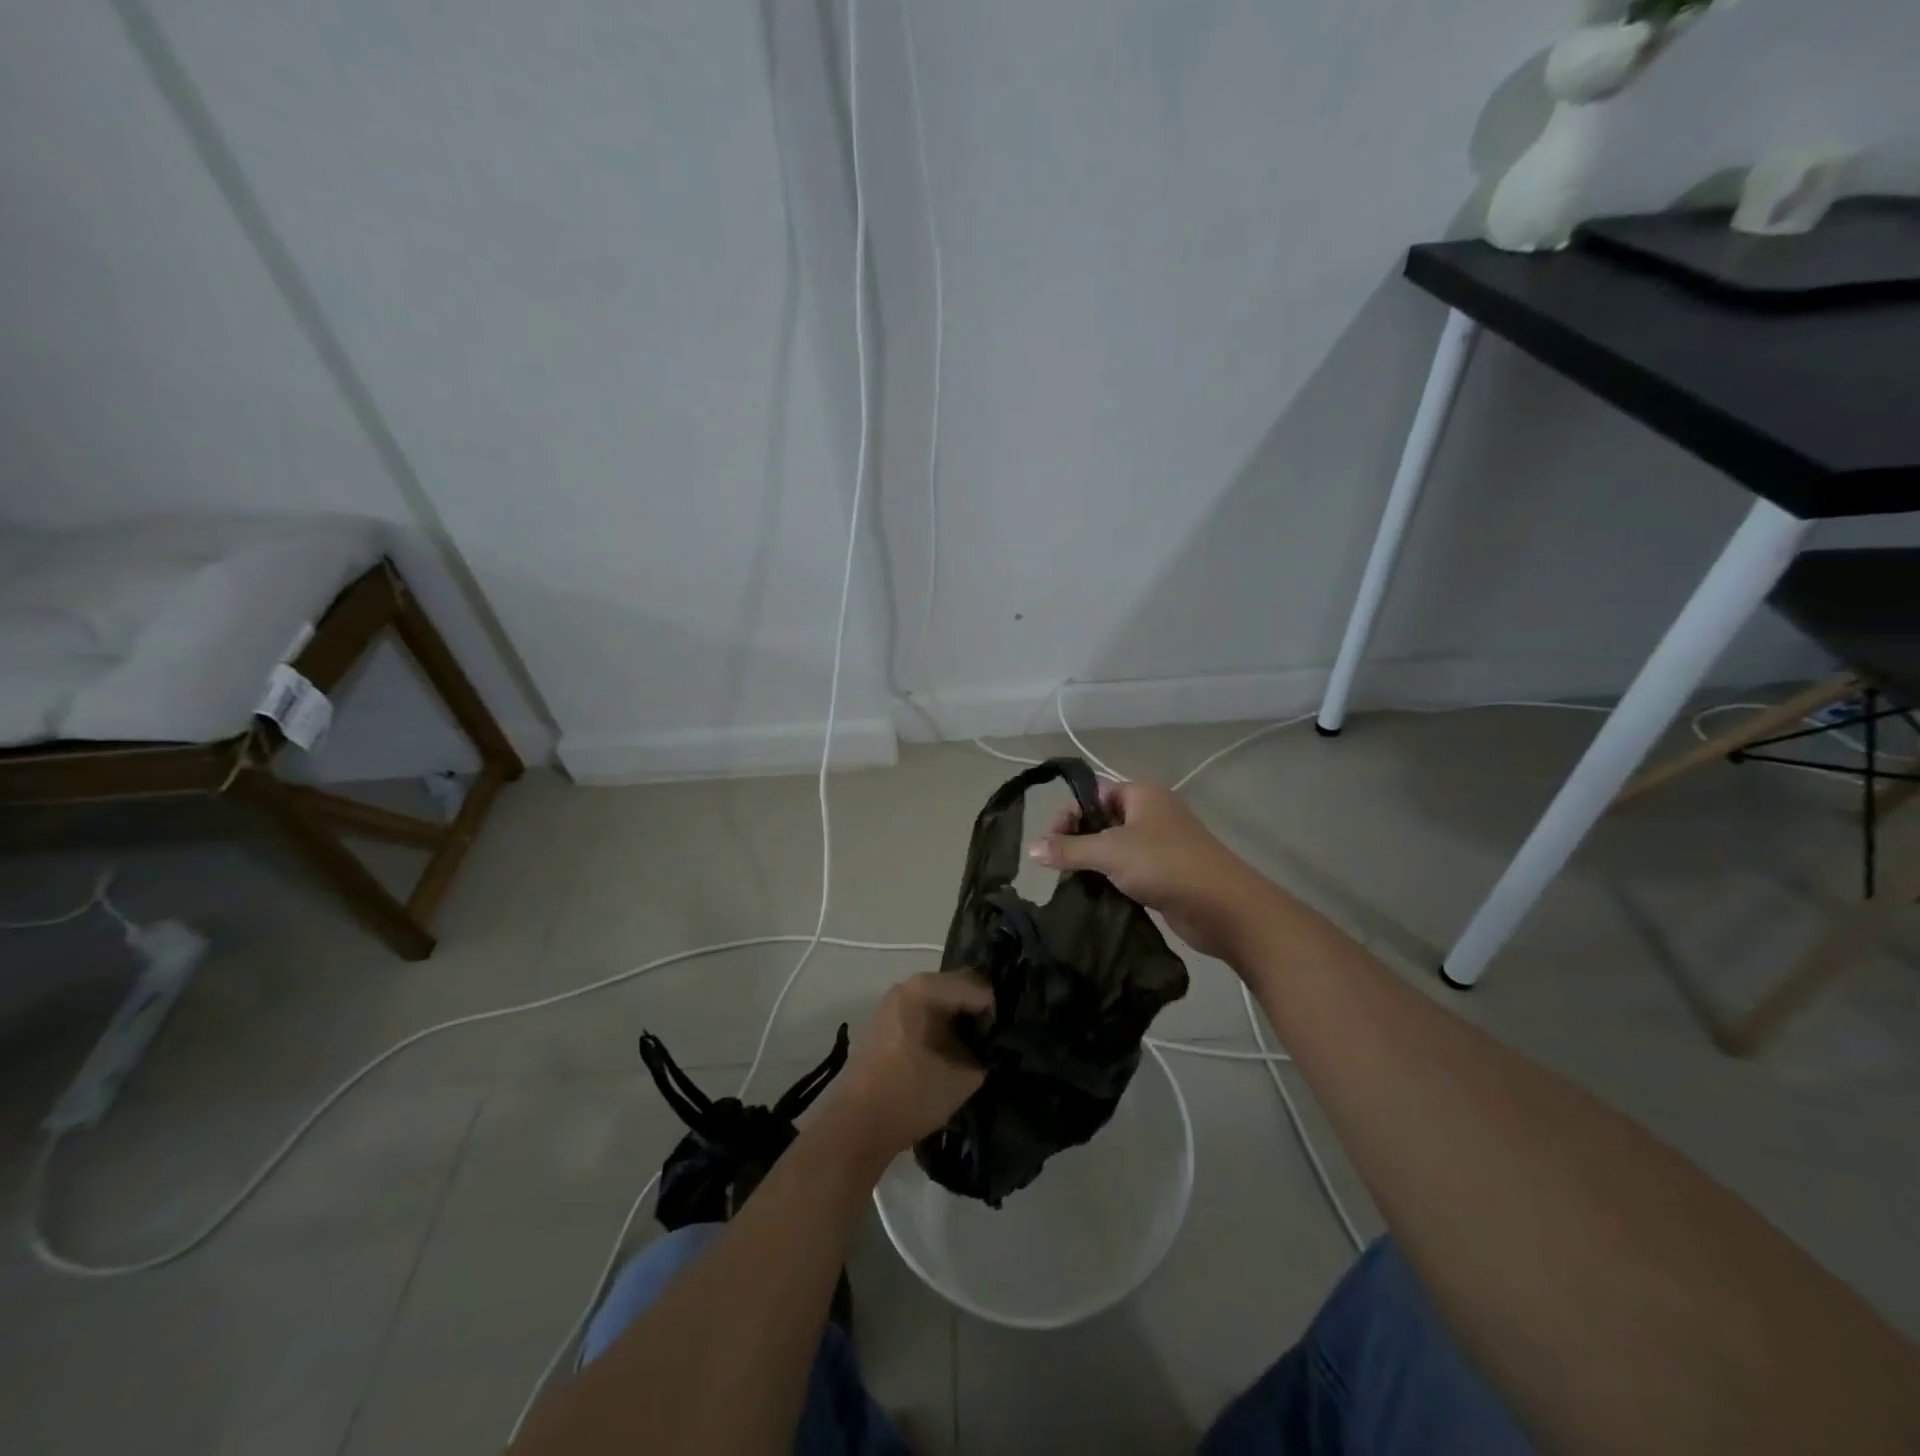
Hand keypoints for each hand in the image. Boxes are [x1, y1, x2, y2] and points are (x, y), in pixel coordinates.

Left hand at [829, 971, 992, 1167]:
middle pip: (955, 990)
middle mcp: (906, 987)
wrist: (855, 1128)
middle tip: (997, 1041)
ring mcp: (892, 1006)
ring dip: (959, 1024)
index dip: (995, 1012)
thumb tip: (993, 1051)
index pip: (975, 987)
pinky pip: (923, 1018)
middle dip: (977, 1014)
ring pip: (939, 1005)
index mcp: (923, 990)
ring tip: (978, 1051)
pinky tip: (952, 1057)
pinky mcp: (886, 1027)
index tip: (1005, 1039)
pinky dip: (941, 1032)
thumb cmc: (909, 1097)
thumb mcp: (960, 1080)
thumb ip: (985, 1059)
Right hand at [1027, 779, 1264, 959]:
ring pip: (1114, 847)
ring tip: (1074, 884)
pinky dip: (1111, 879)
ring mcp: (1160, 843)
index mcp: (1141, 794)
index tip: (1051, 843)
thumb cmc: (1165, 865)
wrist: (1223, 907)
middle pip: (1101, 819)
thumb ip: (1068, 850)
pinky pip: (1128, 869)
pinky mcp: (1165, 872)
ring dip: (1093, 864)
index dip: (1069, 814)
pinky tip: (1095, 896)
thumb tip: (1031, 848)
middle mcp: (1150, 813)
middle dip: (1078, 841)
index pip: (1093, 793)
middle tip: (1060, 867)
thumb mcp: (1110, 853)